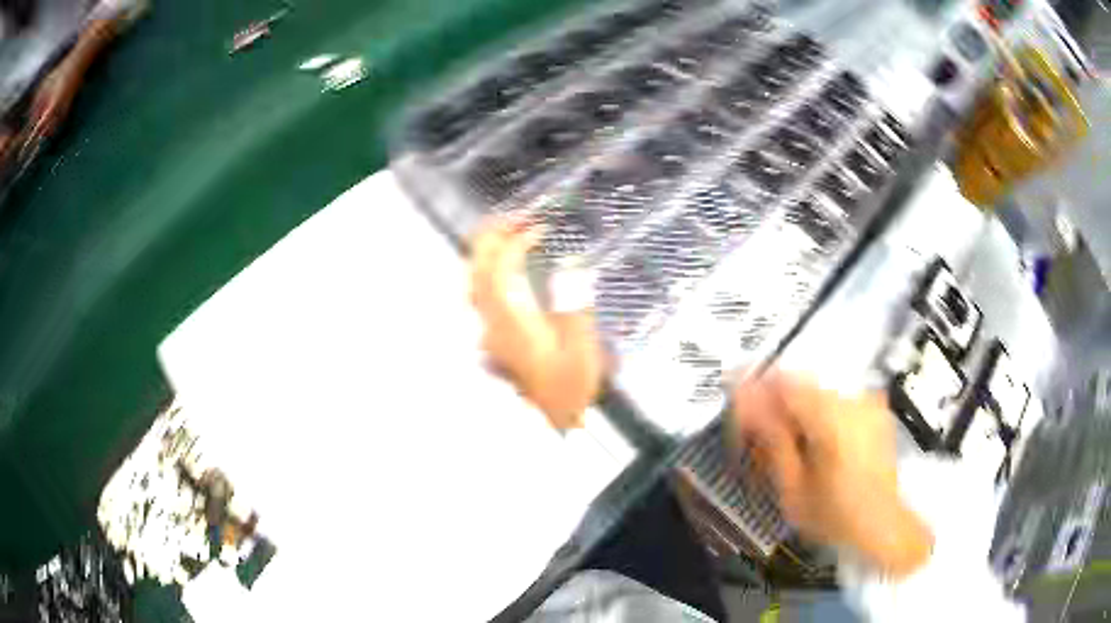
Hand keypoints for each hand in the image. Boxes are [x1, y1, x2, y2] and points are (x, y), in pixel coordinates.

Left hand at [469, 219, 605, 429]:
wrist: (556, 421)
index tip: (538, 228)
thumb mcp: (582, 349)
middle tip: (512, 217)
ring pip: (473, 283)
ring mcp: (489, 331)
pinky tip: (503, 267)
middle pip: (477, 273)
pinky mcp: (494, 337)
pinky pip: (481, 295)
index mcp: (514, 324)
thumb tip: (571, 269)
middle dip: (491, 239)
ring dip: (486, 254)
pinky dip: (489, 273)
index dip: (516, 243)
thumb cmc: (570, 389)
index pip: (502, 271)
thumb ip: (574, 306)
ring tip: (506, 234)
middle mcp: (493, 324)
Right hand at [731, 372, 932, 576]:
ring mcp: (868, 403)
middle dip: (775, 403)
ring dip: (796, 409)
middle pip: (802, 385)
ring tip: (785, 441)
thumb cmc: (834, 516)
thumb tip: (743, 401)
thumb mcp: (793, 486)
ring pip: (819, 392)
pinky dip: (819, 414)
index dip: (755, 387)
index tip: (735, 399)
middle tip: (756, 431)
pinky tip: (813, 441)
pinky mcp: (875, 410)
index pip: (785, 382)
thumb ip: (770, 438)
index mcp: (832, 417)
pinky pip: (837, 400)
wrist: (881, 525)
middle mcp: (854, 399)